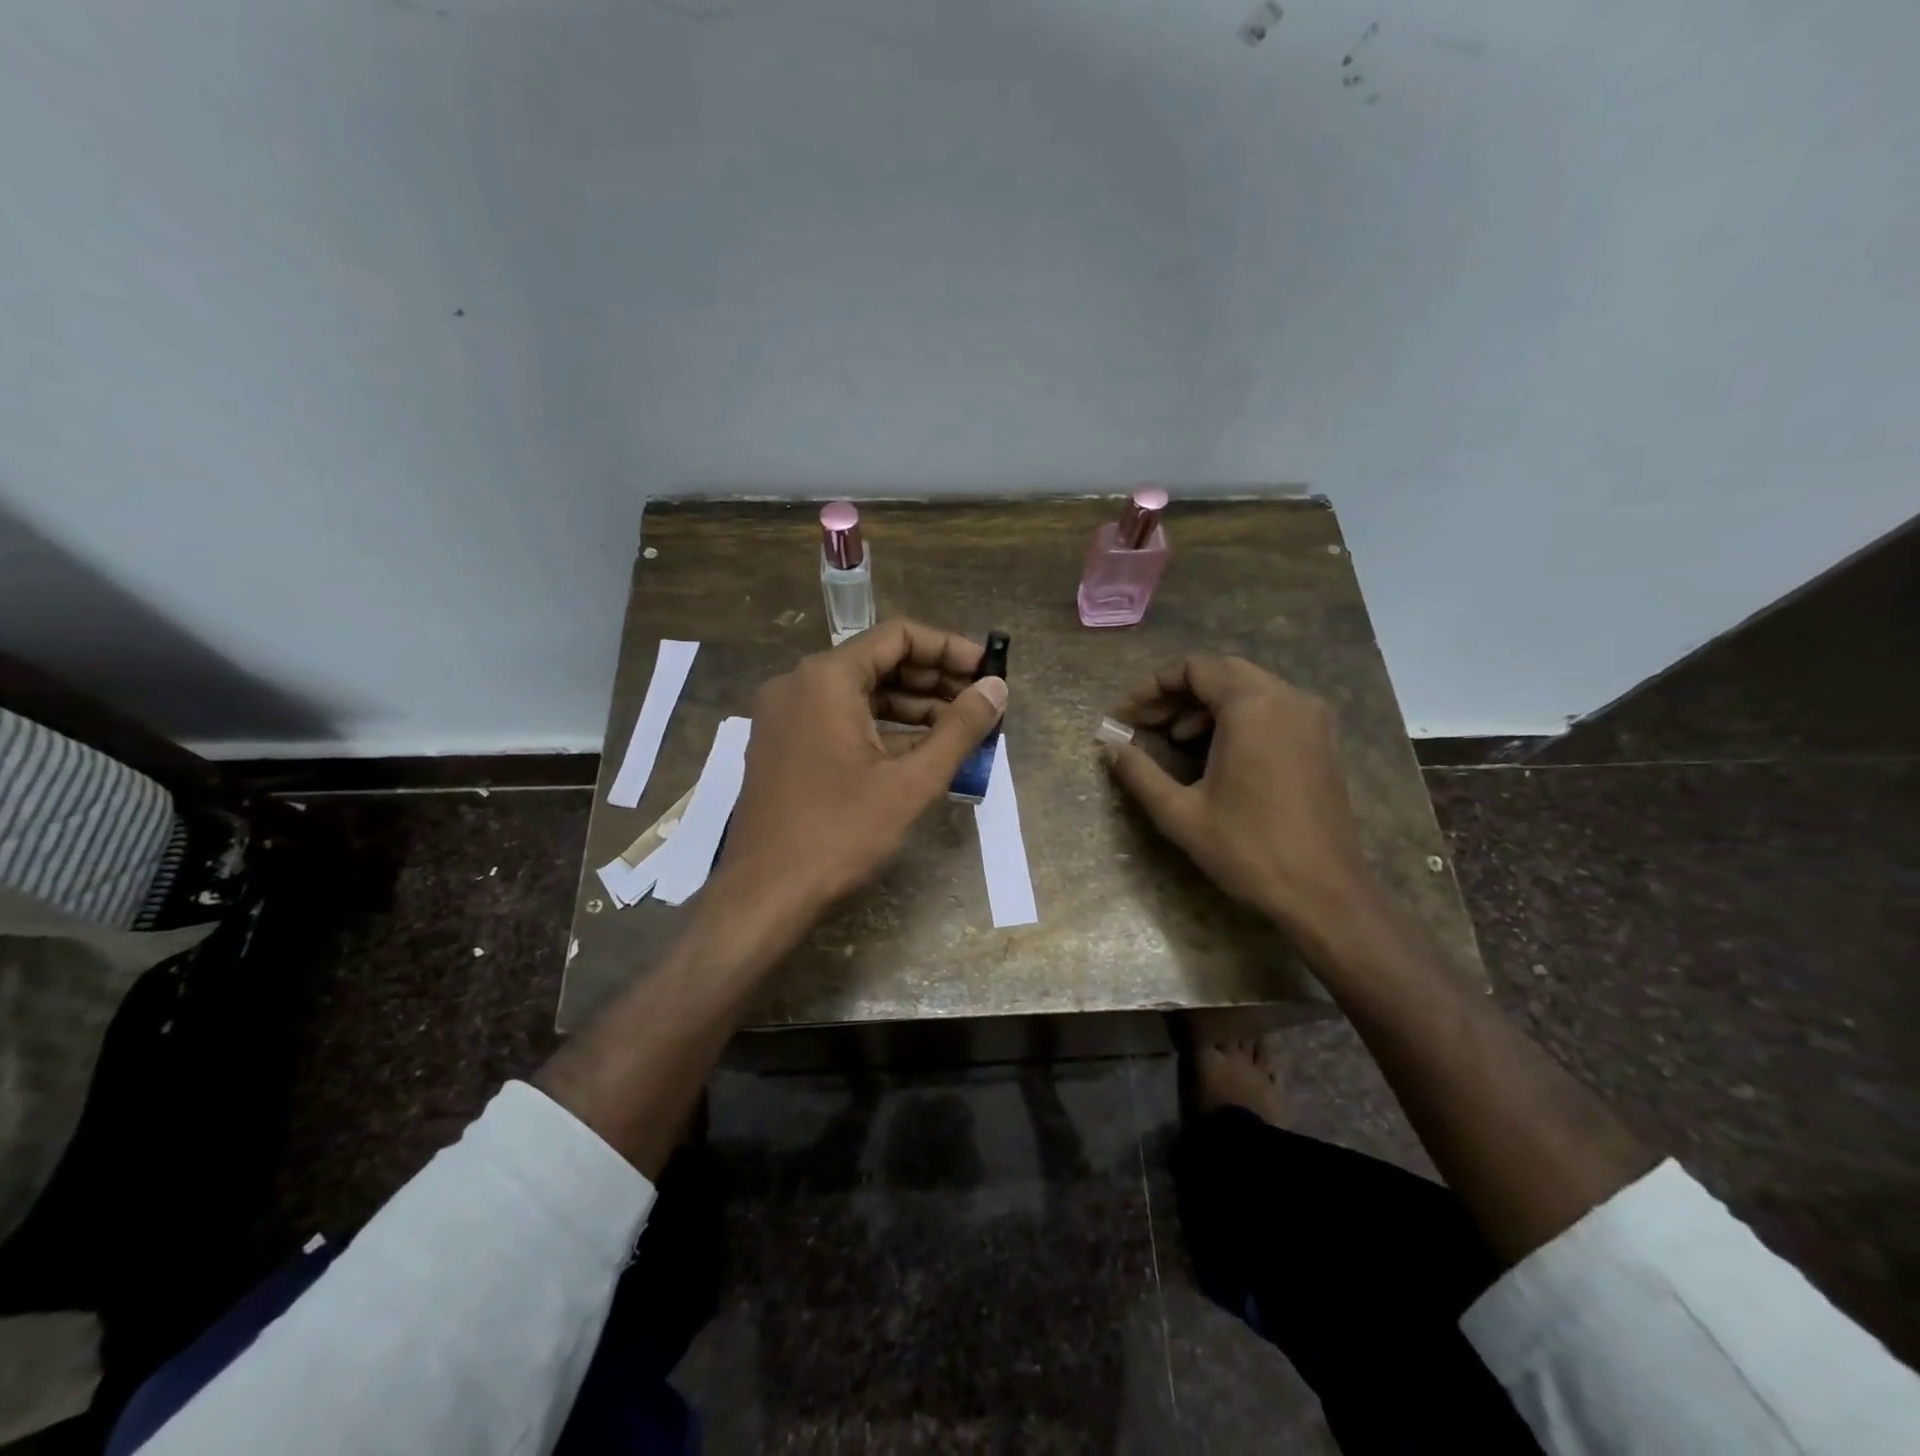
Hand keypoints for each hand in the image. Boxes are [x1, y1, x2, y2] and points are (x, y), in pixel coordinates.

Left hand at [711, 620, 1007, 924]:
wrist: (764, 893)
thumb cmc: (840, 833)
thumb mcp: (911, 781)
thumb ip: (959, 728)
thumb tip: (997, 687)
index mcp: (826, 678)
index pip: (898, 636)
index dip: (949, 649)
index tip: (988, 670)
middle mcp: (800, 684)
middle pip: (879, 661)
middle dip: (935, 679)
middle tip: (981, 702)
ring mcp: (786, 715)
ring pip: (860, 693)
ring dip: (912, 706)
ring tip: (961, 728)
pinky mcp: (784, 745)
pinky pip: (840, 719)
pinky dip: (882, 728)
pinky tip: (921, 750)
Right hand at [1105, 654, 1372, 939]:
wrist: (1324, 893)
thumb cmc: (1248, 850)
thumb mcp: (1180, 813)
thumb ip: (1139, 773)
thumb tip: (1110, 748)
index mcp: (1253, 707)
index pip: (1196, 668)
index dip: (1154, 687)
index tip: (1127, 715)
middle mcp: (1288, 699)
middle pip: (1223, 672)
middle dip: (1179, 693)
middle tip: (1147, 723)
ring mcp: (1312, 718)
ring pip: (1249, 688)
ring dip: (1207, 704)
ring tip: (1175, 738)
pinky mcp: (1321, 740)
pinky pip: (1272, 708)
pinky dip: (1237, 717)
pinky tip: (1215, 752)